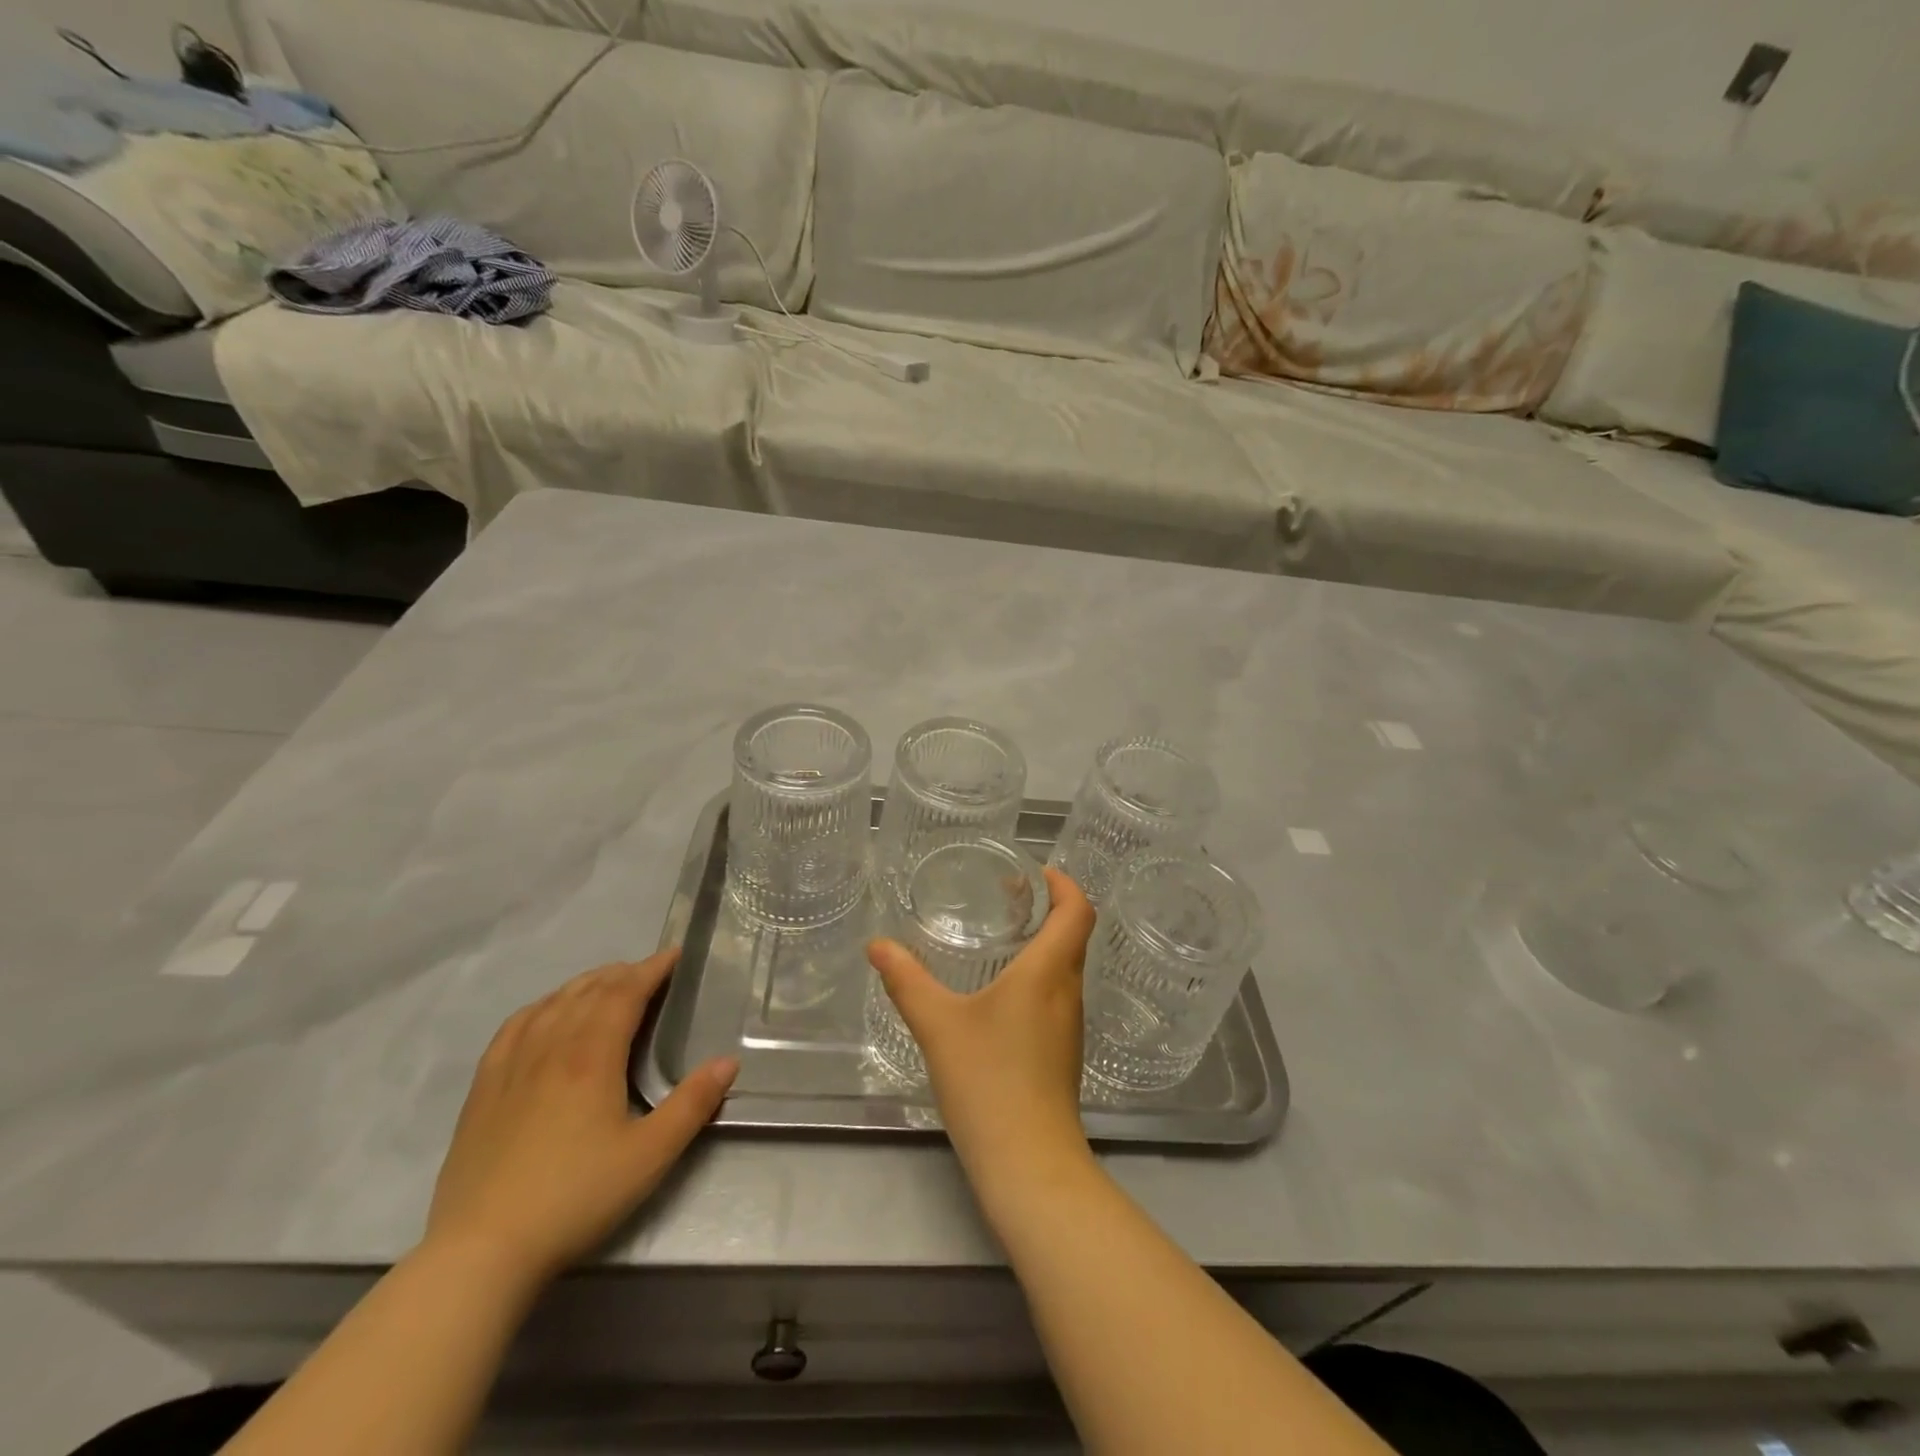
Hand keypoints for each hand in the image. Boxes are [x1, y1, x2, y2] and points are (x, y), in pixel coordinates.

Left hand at [424, 951, 737, 1286]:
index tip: (675, 955)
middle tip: (650, 971)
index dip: (652, 969)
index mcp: (592, 1056)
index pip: (625, 992)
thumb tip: (727, 1062)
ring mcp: (511, 1065)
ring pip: (552, 1003)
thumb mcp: (649, 1155)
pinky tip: (546, 1013)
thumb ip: (692, 1104)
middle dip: (623, 972)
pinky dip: (541, 1006)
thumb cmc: (575, 1198)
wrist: (481, 1250)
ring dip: (585, 984)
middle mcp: (551, 1047)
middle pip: (589, 990)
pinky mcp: (484, 1089)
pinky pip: (515, 1026)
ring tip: (607, 983)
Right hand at [868, 868, 1095, 1195]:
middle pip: (1073, 935)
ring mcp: (1069, 1026)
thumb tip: (877, 946)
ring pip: (1065, 968)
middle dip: (1047, 909)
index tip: (1037, 873)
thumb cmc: (989, 1082)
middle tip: (1008, 897)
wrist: (1029, 1165)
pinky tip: (1000, 994)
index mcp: (1049, 972)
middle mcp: (1068, 992)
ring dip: (1043, 944)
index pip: (1078, 911)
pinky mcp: (1062, 1053)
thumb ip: (907, 981)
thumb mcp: (939, 1025)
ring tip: (1001, 937)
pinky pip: (1056, 996)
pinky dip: (1037, 977)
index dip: (1065, 884)